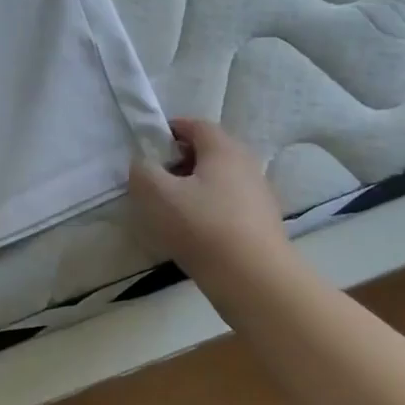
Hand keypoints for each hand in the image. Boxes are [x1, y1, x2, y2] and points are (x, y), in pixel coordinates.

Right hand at [128, 118, 296, 286]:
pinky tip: (193, 233)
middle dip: (180, 161)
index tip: (148, 147)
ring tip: (170, 210)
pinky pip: (228, 206)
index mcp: (223, 149)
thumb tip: (144, 165)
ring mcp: (258, 195)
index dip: (170, 130)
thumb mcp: (156, 194)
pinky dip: (208, 210)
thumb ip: (143, 171)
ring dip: (193, 188)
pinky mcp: (261, 224)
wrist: (254, 279)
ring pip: (218, 181)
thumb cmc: (202, 226)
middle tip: (155, 179)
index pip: (196, 125)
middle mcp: (246, 165)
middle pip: (209, 153)